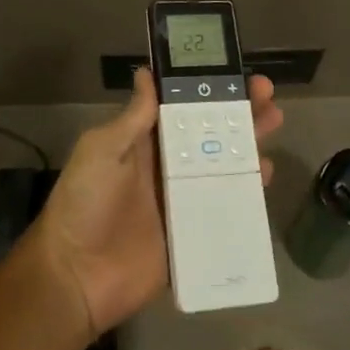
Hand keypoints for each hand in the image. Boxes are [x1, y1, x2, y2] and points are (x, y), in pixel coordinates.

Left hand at [25, 67, 281, 335]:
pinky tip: (265, 174)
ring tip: (273, 124)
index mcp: (144, 141)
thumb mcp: (102, 150)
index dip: (208, 90)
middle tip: (267, 94)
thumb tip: (147, 72)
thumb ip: (132, 118)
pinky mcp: (193, 232)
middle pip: (210, 133)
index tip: (234, 72)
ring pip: (224, 165)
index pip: (182, 107)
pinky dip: (247, 190)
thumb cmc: (85, 203)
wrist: (76, 277)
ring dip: (248, 143)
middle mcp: (168, 165)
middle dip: (238, 111)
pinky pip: (225, 207)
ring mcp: (183, 200)